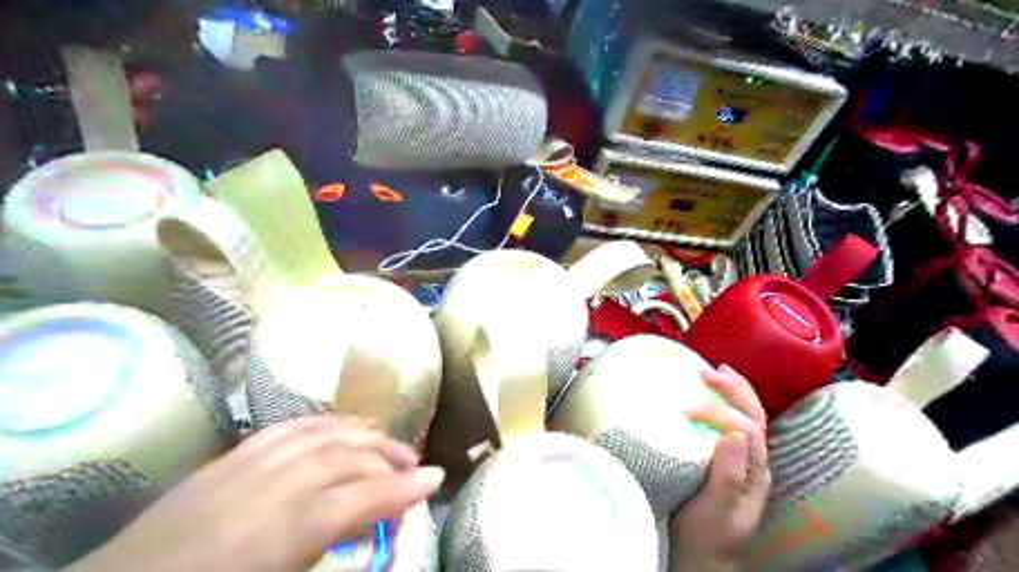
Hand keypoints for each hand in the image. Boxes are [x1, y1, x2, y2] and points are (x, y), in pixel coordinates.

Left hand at [62, 415, 443, 571]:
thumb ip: (328, 549)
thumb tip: (368, 527)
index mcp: (283, 533)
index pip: (360, 499)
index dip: (403, 488)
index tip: (435, 479)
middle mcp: (270, 488)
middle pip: (347, 457)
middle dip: (389, 457)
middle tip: (416, 465)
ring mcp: (246, 466)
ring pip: (322, 434)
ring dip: (363, 434)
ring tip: (387, 443)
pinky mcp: (228, 458)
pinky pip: (287, 428)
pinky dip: (323, 423)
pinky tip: (339, 427)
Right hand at [670, 366, 773, 571]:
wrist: (702, 552)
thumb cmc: (707, 534)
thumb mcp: (718, 511)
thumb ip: (728, 477)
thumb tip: (731, 435)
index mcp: (755, 472)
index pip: (746, 430)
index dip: (719, 414)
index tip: (686, 411)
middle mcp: (753, 460)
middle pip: (754, 416)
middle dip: (734, 390)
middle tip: (707, 373)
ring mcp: (741, 457)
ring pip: (748, 415)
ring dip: (734, 390)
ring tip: (717, 370)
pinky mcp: (725, 456)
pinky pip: (732, 421)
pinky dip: (725, 401)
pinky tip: (711, 393)